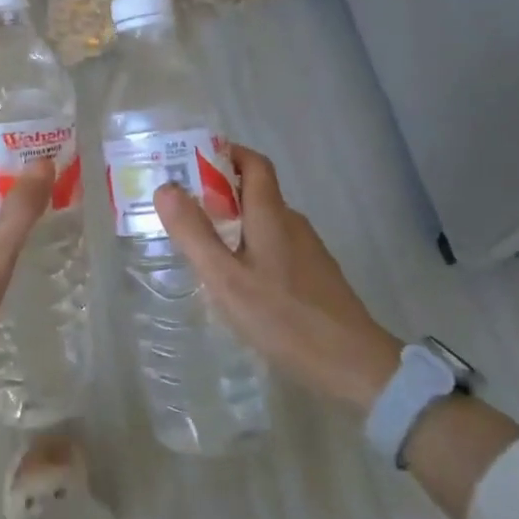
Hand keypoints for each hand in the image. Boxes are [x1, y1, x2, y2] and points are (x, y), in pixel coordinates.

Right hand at [155, 145, 400, 412]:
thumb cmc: (283, 318)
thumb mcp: (226, 278)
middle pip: (255, 191)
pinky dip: (249, 246)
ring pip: (264, 221)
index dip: (225, 153)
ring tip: (200, 245)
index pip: (253, 163)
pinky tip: (235, 279)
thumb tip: (166, 187)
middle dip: (218, 191)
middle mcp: (292, 223)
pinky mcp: (313, 275)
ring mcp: (307, 250)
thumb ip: (194, 233)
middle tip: (182, 208)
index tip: (190, 160)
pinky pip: (274, 245)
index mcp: (272, 214)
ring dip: (232, 221)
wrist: (352, 364)